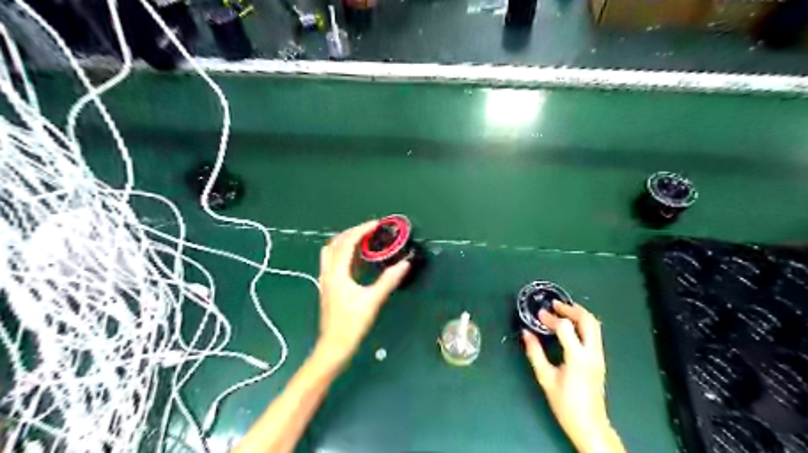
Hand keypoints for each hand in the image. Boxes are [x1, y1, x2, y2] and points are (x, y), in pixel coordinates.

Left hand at [314, 221, 407, 362]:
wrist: (334, 346)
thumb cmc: (352, 324)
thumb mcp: (373, 301)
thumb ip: (389, 280)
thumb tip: (405, 263)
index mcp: (337, 273)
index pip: (347, 242)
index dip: (361, 230)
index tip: (376, 224)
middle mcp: (328, 272)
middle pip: (335, 243)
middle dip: (352, 232)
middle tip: (370, 230)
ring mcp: (325, 279)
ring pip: (330, 251)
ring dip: (345, 241)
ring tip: (363, 240)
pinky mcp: (327, 286)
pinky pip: (332, 261)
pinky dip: (343, 252)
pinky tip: (356, 259)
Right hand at [521, 301, 627, 452]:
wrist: (590, 425)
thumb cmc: (565, 404)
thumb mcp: (546, 378)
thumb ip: (535, 353)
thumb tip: (526, 333)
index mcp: (578, 358)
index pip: (566, 327)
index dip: (551, 318)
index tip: (539, 315)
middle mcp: (592, 353)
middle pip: (587, 320)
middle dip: (570, 309)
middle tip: (554, 305)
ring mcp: (599, 356)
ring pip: (595, 325)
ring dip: (579, 313)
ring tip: (562, 310)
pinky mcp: (600, 359)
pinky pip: (595, 333)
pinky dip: (583, 322)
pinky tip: (571, 324)